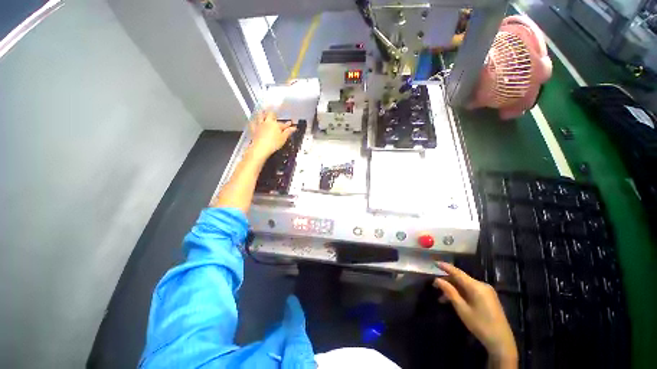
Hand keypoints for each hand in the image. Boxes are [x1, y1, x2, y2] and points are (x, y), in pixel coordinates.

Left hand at [248, 111, 296, 159]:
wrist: (261, 148)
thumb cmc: (274, 143)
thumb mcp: (283, 138)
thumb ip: (288, 132)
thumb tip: (293, 128)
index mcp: (276, 124)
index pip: (283, 124)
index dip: (288, 124)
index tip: (291, 123)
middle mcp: (267, 122)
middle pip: (270, 115)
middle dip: (273, 113)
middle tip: (274, 113)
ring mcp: (260, 125)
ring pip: (260, 116)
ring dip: (262, 113)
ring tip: (263, 111)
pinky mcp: (253, 129)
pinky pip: (253, 123)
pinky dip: (253, 121)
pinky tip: (253, 120)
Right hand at [433, 262, 517, 364]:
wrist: (501, 342)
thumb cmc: (480, 325)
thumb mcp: (462, 309)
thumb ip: (450, 292)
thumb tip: (437, 279)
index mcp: (476, 286)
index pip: (457, 272)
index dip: (445, 267)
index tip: (435, 263)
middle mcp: (482, 285)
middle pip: (461, 279)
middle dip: (447, 282)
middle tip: (434, 286)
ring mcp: (487, 291)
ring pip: (465, 285)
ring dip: (453, 289)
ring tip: (441, 298)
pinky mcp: (488, 297)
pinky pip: (471, 290)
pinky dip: (461, 293)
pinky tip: (454, 300)